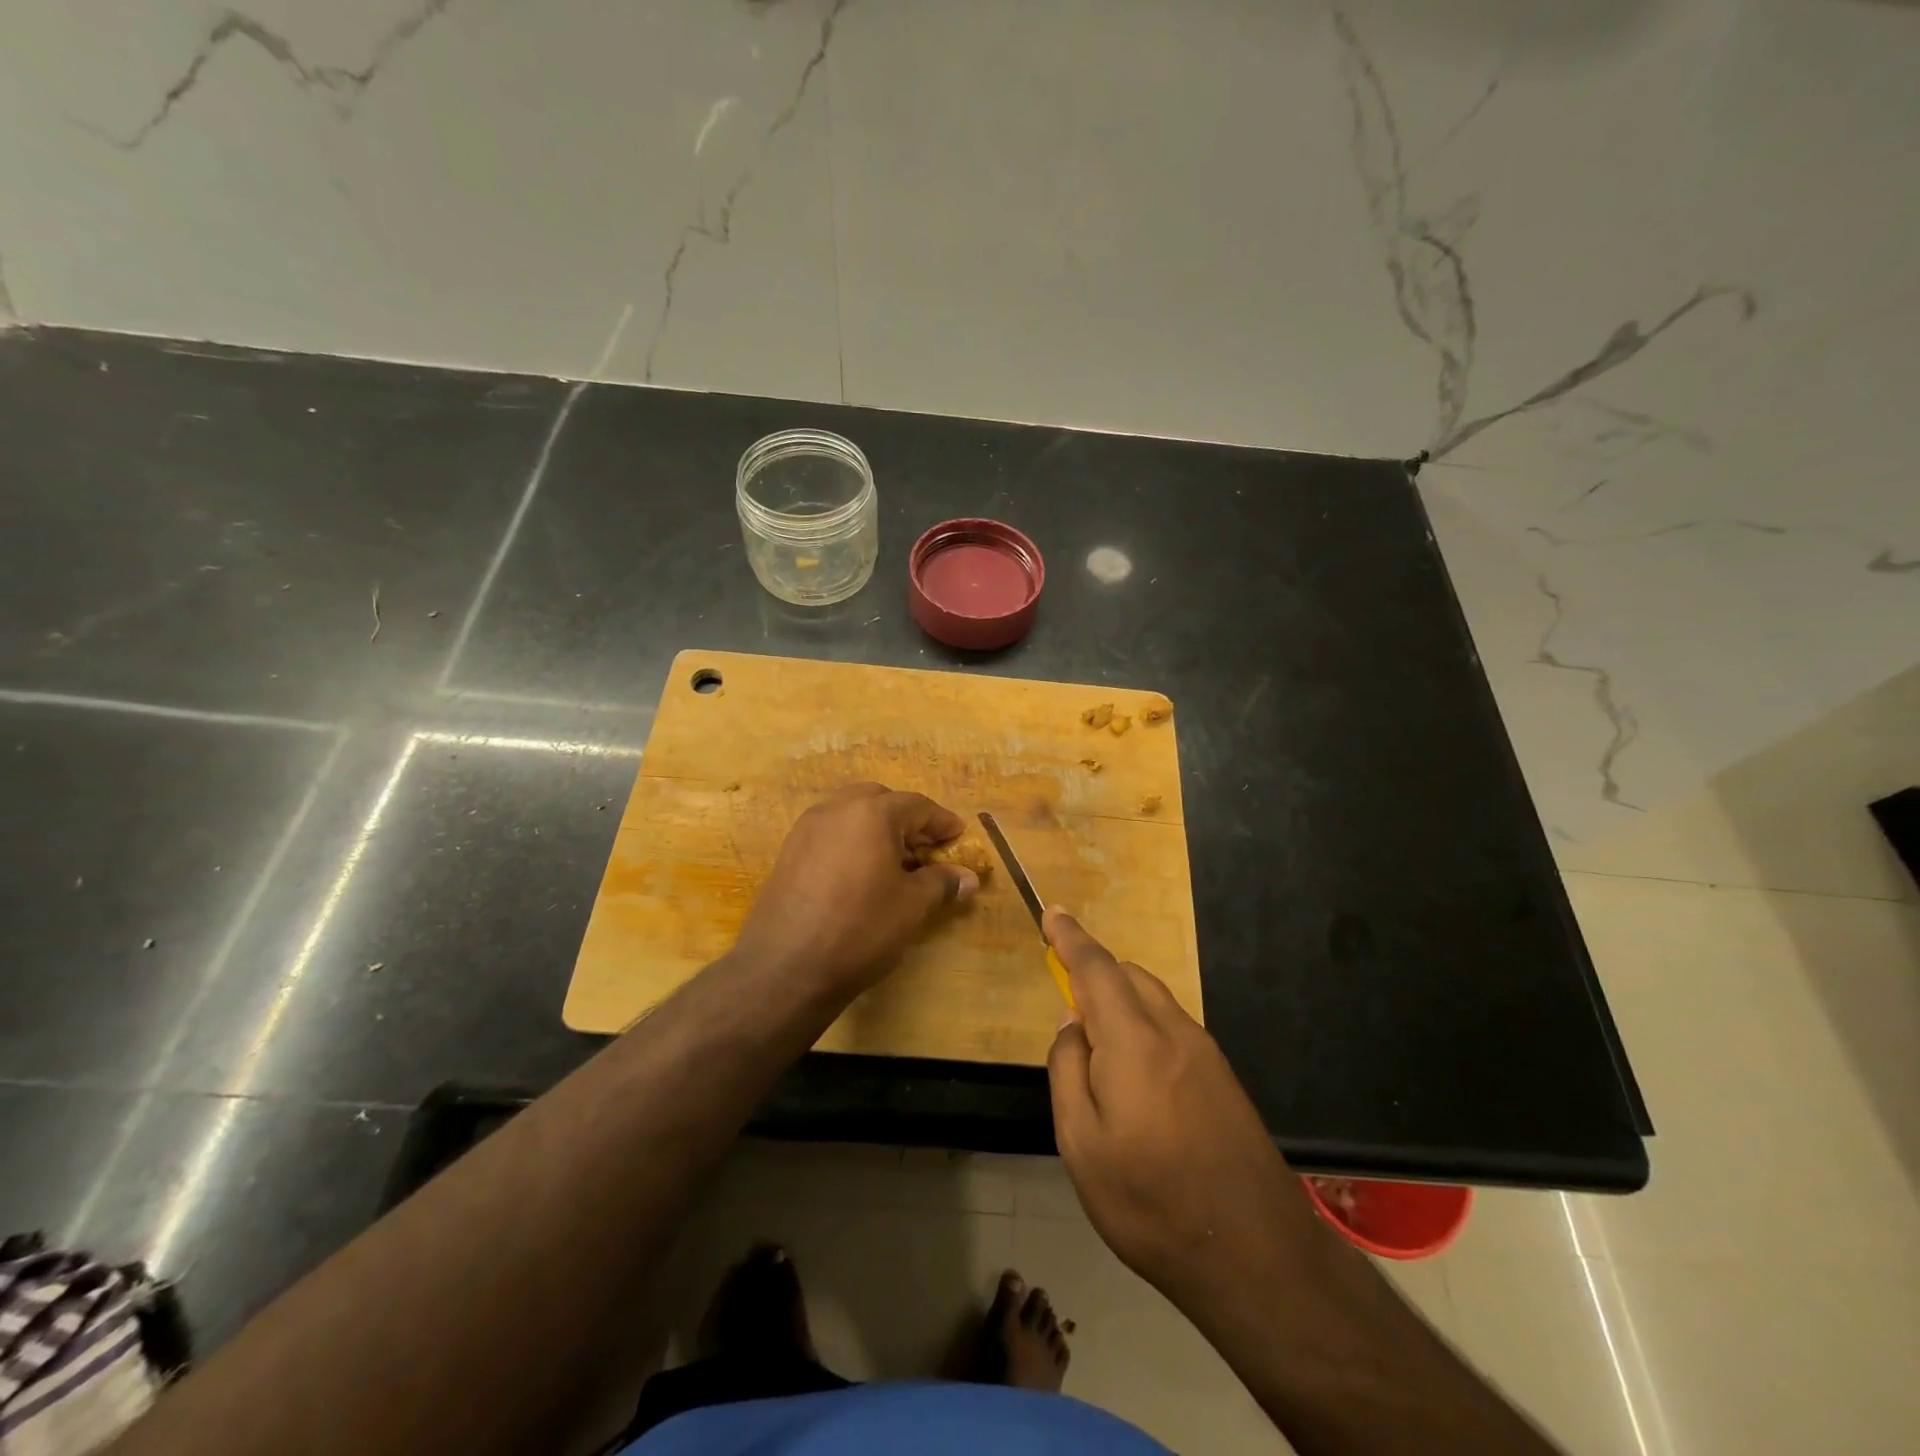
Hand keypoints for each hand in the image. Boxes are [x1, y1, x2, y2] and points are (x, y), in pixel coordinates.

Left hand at [733, 782, 979, 999]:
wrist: (785, 967)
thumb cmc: (860, 929)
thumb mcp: (911, 906)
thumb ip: (941, 883)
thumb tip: (968, 878)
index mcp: (871, 813)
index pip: (917, 806)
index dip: (942, 822)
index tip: (959, 836)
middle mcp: (836, 810)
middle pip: (880, 801)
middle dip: (907, 820)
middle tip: (926, 848)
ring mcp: (806, 829)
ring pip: (851, 815)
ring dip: (877, 830)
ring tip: (896, 863)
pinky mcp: (788, 853)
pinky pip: (830, 834)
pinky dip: (852, 843)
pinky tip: (862, 875)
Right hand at [1044, 910, 1315, 1304]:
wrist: (1257, 1256)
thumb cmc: (1151, 1202)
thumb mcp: (1082, 1145)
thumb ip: (1068, 1070)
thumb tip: (1073, 1024)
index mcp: (1134, 1041)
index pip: (1096, 968)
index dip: (1070, 937)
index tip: (1052, 912)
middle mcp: (1173, 1032)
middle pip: (1129, 976)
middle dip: (1094, 971)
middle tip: (1066, 1001)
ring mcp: (1205, 1053)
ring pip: (1153, 999)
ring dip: (1120, 1000)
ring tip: (1097, 1045)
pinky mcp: (1222, 1078)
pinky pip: (1172, 1026)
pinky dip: (1143, 1024)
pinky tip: (1135, 1073)